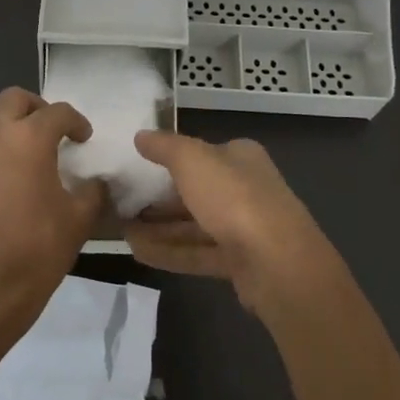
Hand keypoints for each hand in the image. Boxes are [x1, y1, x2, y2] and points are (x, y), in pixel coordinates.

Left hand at [0, 87, 105, 334]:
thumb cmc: (40, 247)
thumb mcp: (80, 218)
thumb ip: (93, 190)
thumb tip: (95, 182)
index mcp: (28, 139)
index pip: (57, 112)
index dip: (76, 121)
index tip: (84, 139)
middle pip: (13, 100)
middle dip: (36, 108)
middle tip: (53, 131)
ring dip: (13, 132)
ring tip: (31, 160)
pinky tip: (10, 185)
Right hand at [124, 132, 344, 314]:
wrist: (278, 264)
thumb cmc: (234, 199)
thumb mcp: (192, 160)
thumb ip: (164, 147)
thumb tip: (141, 135)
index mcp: (240, 158)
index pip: (200, 153)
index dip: (168, 159)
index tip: (135, 166)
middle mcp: (245, 189)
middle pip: (195, 191)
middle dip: (158, 198)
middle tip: (121, 202)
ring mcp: (243, 228)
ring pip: (193, 224)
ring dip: (158, 227)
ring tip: (121, 230)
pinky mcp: (238, 262)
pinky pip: (196, 253)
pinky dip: (168, 251)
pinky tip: (136, 252)